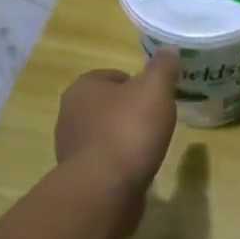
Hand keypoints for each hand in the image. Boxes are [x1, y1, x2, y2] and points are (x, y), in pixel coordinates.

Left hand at [55, 50, 180, 199]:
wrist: (105, 189)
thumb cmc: (129, 130)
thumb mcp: (155, 90)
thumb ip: (163, 68)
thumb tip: (169, 50)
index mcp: (83, 88)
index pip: (112, 76)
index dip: (136, 83)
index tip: (156, 96)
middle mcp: (70, 114)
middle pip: (107, 105)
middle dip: (129, 110)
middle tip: (156, 118)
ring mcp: (71, 147)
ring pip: (104, 133)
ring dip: (124, 137)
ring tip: (149, 145)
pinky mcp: (79, 176)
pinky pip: (104, 160)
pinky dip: (120, 161)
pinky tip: (138, 167)